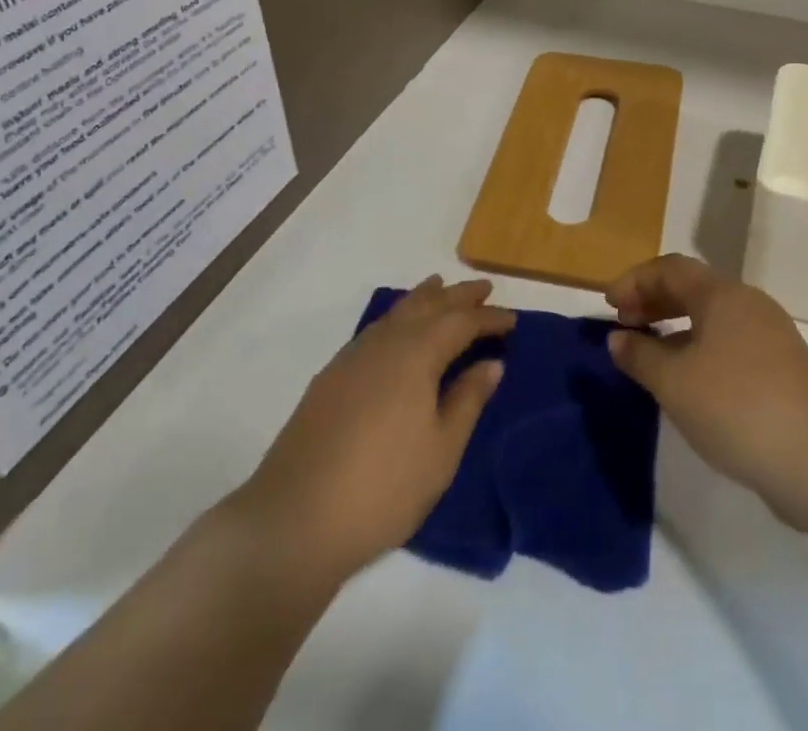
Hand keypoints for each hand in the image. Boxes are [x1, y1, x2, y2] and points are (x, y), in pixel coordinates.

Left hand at [221, 276, 513, 586]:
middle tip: (483, 288)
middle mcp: (385, 343)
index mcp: (417, 354)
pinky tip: (397, 330)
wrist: (294, 520)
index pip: (461, 322)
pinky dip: (397, 317)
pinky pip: (375, 329)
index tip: (512, 319)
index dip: (489, 318)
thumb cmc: (383, 488)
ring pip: (396, 312)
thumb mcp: (441, 451)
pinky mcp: (330, 377)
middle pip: (427, 305)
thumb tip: (491, 363)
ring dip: (424, 298)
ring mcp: (352, 357)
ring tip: (440, 288)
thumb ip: (468, 400)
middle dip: (458, 296)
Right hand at [607, 256, 807, 525]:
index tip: (609, 305)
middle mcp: (747, 305)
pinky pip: (729, 346)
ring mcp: (770, 338)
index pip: (670, 268)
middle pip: (693, 289)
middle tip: (624, 325)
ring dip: (676, 329)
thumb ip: (641, 356)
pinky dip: (700, 352)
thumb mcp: (675, 383)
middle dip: (654, 302)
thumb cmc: (738, 406)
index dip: (635, 281)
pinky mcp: (783, 372)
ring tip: (650, 356)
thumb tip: (618, 338)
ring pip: (712, 319)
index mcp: (721, 294)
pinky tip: (689, 386)